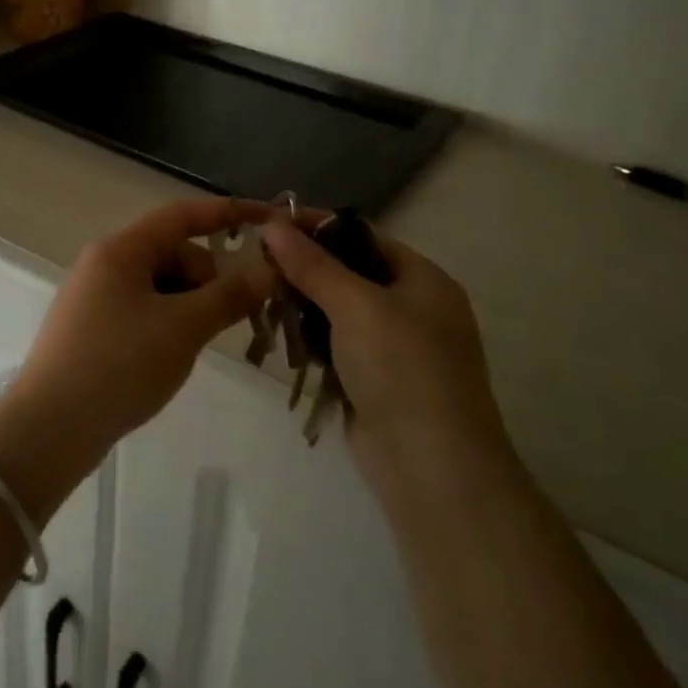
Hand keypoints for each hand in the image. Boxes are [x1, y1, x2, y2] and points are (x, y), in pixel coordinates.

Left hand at [11, 199, 275, 446]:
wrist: (49, 428)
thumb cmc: (119, 365)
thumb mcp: (183, 328)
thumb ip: (229, 295)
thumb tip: (269, 271)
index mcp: (121, 250)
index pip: (182, 215)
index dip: (228, 213)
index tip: (269, 220)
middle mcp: (104, 264)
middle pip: (173, 253)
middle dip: (208, 278)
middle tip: (230, 318)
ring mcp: (95, 298)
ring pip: (160, 286)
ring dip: (190, 306)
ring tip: (197, 345)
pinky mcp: (93, 329)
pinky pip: (143, 311)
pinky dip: (168, 324)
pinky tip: (172, 356)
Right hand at [261, 216, 514, 491]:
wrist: (431, 466)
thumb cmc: (402, 368)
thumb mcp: (357, 306)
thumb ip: (313, 265)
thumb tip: (274, 225)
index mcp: (423, 280)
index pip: (364, 237)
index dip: (318, 227)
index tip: (270, 221)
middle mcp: (412, 307)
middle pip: (350, 273)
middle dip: (305, 267)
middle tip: (256, 261)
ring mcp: (394, 348)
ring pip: (338, 311)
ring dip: (303, 304)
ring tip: (259, 294)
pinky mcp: (373, 380)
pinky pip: (336, 345)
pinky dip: (310, 338)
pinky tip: (279, 333)